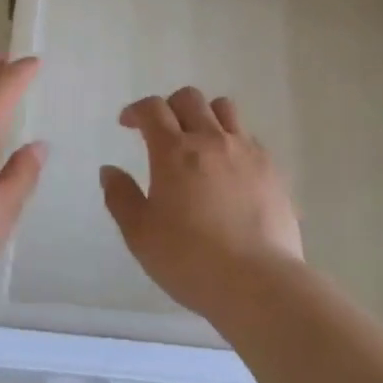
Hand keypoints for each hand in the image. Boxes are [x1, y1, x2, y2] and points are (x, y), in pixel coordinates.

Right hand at [101, 87, 304, 319]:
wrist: (258, 283)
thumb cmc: (190, 260)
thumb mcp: (140, 235)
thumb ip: (121, 197)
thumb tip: (109, 170)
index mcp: (174, 151)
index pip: (152, 109)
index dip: (136, 110)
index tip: (128, 124)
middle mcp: (211, 139)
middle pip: (189, 98)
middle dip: (170, 107)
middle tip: (162, 132)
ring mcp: (246, 151)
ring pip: (224, 109)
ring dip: (205, 115)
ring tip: (199, 141)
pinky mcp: (272, 169)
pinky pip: (249, 137)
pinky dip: (233, 141)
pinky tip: (230, 169)